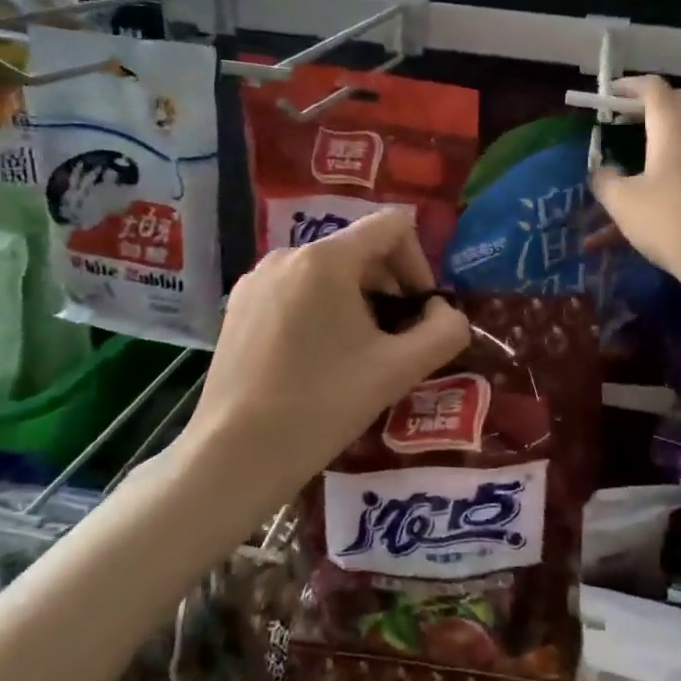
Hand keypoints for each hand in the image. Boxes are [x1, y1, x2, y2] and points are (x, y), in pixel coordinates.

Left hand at [187, 209, 470, 499]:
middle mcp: (288, 254)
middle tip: (396, 340)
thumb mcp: (399, 370)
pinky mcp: (238, 305)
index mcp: (326, 259)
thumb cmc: (322, 405)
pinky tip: (319, 359)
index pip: (393, 226)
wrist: (235, 454)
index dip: (419, 263)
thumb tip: (444, 312)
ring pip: (328, 271)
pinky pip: (297, 289)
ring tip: (358, 354)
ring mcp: (257, 279)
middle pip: (360, 249)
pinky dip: (322, 310)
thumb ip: (444, 332)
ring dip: (358, 301)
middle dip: (390, 287)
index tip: (419, 312)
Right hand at [589, 76, 680, 290]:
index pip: (653, 88)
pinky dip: (671, 164)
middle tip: (622, 120)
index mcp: (673, 127)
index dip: (629, 86)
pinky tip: (651, 191)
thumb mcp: (623, 201)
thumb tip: (601, 171)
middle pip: (677, 103)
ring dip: (660, 136)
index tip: (608, 95)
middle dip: (649, 105)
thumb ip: (605, 180)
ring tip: (632, 155)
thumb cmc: (669, 220)